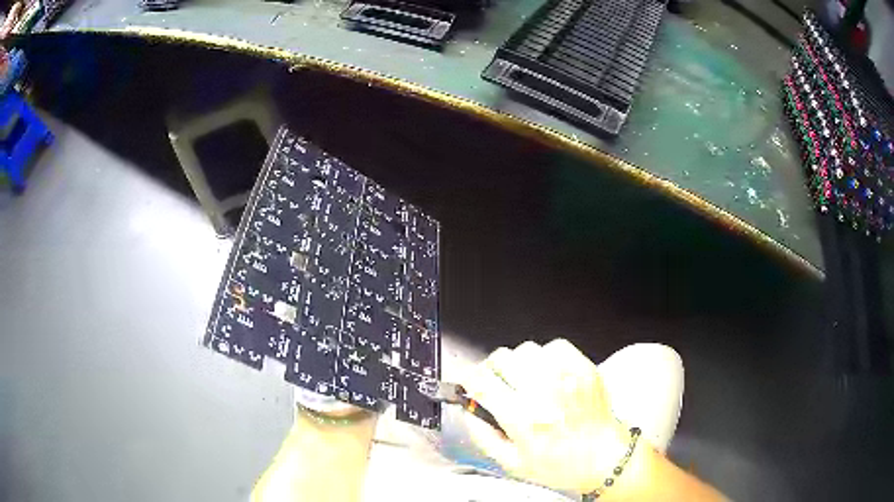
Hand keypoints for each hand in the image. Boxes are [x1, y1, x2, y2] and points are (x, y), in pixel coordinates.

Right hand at [459, 339, 631, 493]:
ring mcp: (567, 376)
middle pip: (502, 358)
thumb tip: (467, 408)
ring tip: (526, 381)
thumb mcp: (511, 462)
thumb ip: (482, 434)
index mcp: (523, 419)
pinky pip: (555, 345)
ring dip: (519, 364)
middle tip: (498, 385)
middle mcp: (544, 392)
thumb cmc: (559, 465)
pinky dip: (545, 356)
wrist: (604, 458)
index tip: (470, 382)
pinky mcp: (584, 368)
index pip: (482, 382)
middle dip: (493, 371)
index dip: (469, 378)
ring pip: (526, 349)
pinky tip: (548, 374)